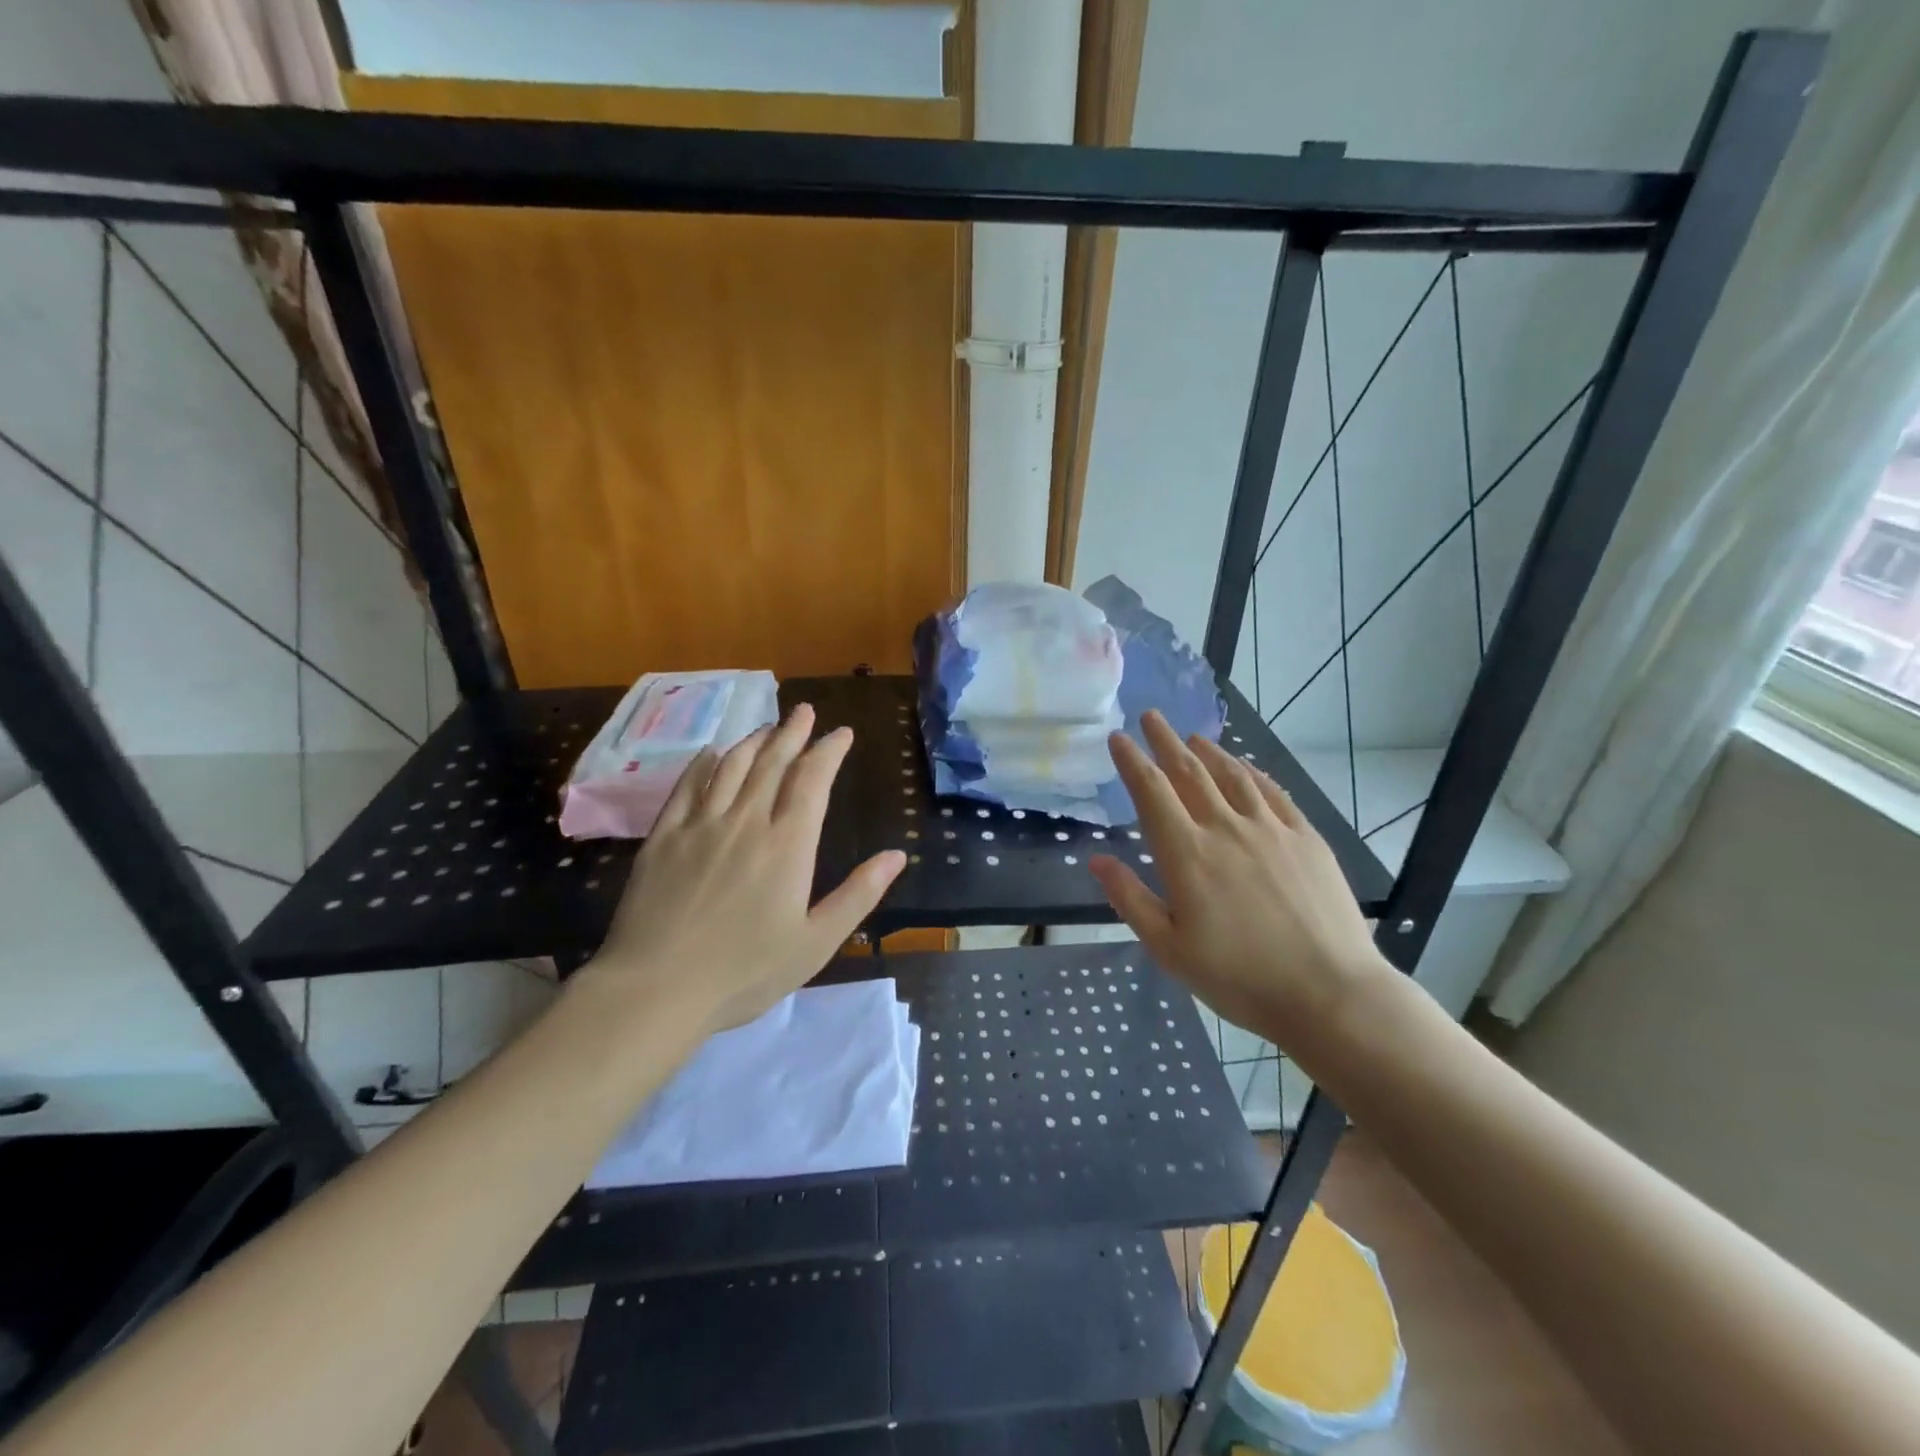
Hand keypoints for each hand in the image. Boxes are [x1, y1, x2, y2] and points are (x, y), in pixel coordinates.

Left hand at [583, 704, 905, 1037]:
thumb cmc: (745, 972)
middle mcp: (746, 821)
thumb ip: (859, 894)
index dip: (829, 752)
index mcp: (787, 845)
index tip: (841, 733)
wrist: (656, 989)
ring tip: (768, 727)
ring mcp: (700, 825)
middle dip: (793, 733)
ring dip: (753, 741)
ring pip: (731, 767)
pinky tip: (712, 753)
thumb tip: (897, 855)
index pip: (812, 780)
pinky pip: (687, 786)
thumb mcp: (816, 942)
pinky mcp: (664, 836)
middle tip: (805, 711)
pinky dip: (704, 763)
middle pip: (772, 763)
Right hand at [1087, 711, 1391, 1056]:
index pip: (1151, 791)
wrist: (1329, 993)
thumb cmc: (1239, 978)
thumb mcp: (1168, 949)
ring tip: (1192, 736)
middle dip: (1165, 741)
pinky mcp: (1305, 837)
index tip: (1118, 738)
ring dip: (1208, 750)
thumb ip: (1130, 899)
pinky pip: (1272, 791)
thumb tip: (1097, 860)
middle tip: (1151, 716)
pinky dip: (1251, 771)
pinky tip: (1244, 766)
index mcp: (1187, 854)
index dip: (1132, 761)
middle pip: (1188, 771)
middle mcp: (1225, 828)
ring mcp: (1270, 829)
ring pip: (1232, 775)